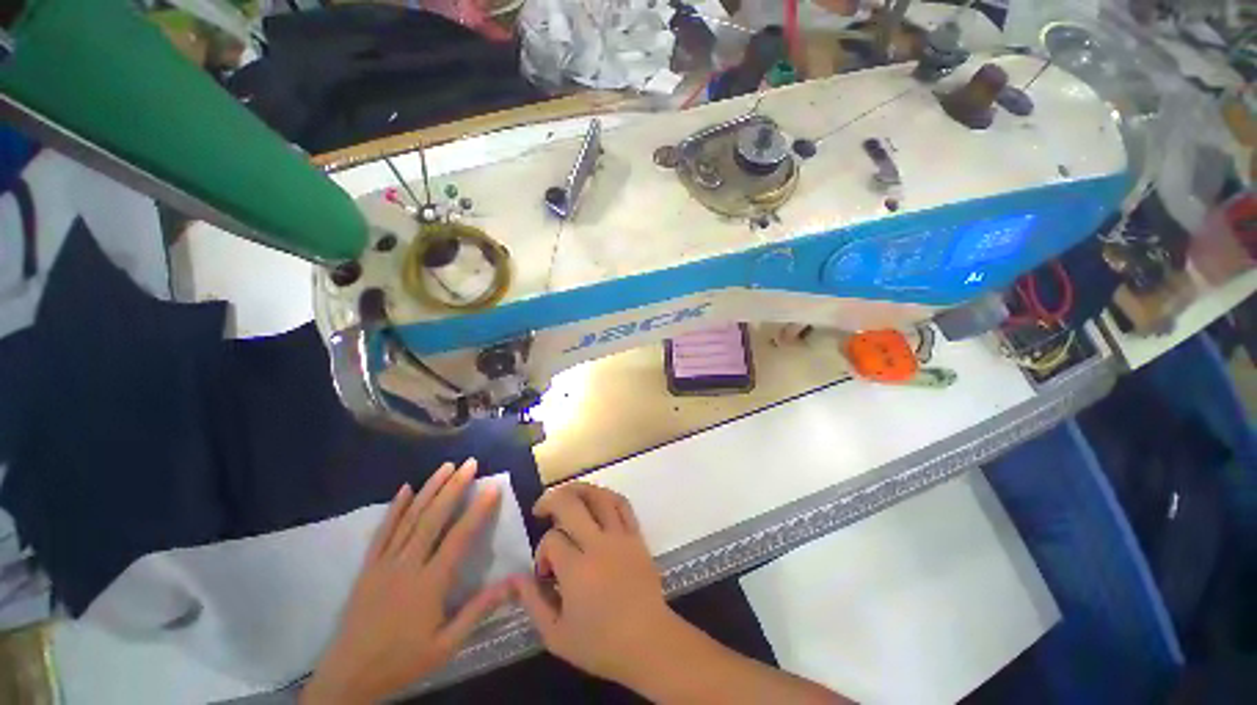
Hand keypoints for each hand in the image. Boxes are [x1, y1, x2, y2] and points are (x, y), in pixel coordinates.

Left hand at [301, 459, 508, 704]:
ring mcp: (384, 564)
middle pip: (433, 519)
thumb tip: (513, 583)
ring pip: (410, 519)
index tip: (492, 487)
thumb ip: (478, 611)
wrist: (348, 678)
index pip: (459, 538)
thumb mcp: (446, 645)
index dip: (478, 510)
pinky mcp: (367, 568)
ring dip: (429, 490)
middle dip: (453, 487)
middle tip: (470, 463)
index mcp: (430, 584)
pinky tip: (404, 489)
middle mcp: (407, 566)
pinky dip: (394, 509)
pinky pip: (382, 532)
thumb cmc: (403, 662)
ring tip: (446, 467)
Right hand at [510, 482, 683, 685]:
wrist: (649, 642)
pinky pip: (622, 504)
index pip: (552, 540)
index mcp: (577, 569)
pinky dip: (606, 496)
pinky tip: (595, 501)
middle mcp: (599, 544)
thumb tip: (515, 578)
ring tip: (566, 495)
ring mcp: (621, 536)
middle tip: (541, 509)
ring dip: (578, 489)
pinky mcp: (637, 535)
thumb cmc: (601, 645)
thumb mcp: (556, 635)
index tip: (545, 572)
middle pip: (571, 503)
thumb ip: (533, 603)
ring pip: (599, 496)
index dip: (542, 551)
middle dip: (551, 500)